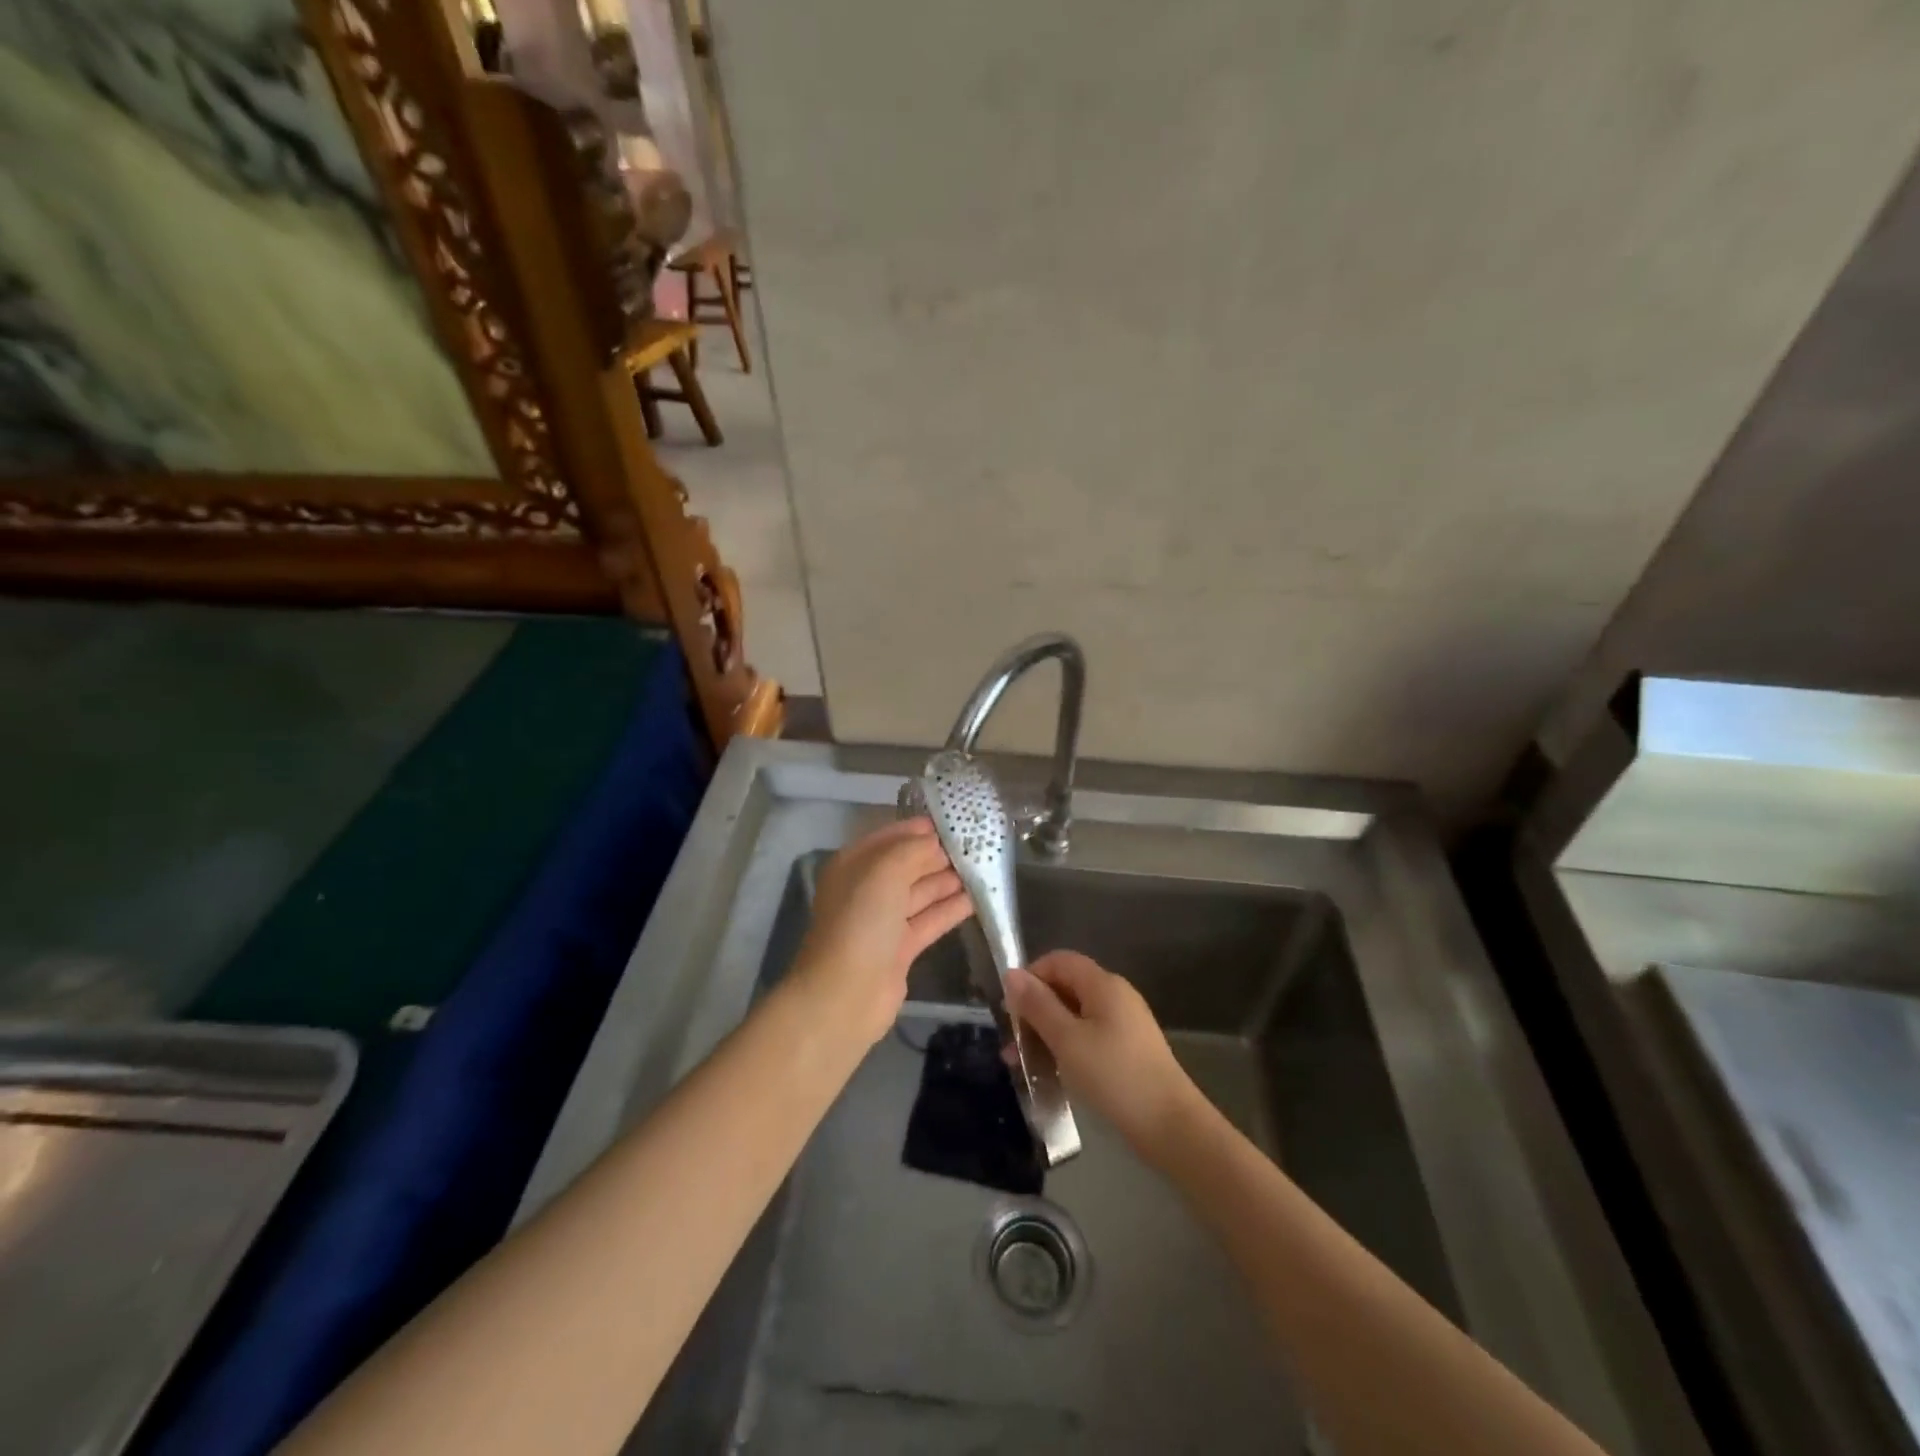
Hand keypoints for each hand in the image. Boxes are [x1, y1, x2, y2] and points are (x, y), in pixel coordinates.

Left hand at [793, 818, 972, 1043]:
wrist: (845, 995)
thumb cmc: (861, 923)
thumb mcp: (885, 873)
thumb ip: (912, 850)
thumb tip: (935, 841)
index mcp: (854, 866)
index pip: (889, 838)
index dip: (918, 828)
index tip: (954, 820)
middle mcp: (867, 890)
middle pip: (907, 865)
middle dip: (938, 854)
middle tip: (977, 844)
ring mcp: (883, 921)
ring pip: (921, 892)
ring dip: (949, 880)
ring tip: (984, 867)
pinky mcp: (900, 949)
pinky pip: (929, 920)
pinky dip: (951, 909)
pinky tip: (978, 899)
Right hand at [1006, 952, 1205, 1164]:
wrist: (1170, 1127)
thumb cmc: (1114, 1076)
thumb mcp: (1067, 1040)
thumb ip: (1038, 1005)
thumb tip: (1011, 974)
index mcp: (1103, 984)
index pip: (1059, 960)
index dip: (1031, 976)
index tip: (1010, 1008)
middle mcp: (1116, 996)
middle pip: (1067, 987)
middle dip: (1035, 1010)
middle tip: (1012, 1043)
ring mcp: (1125, 1024)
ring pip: (1076, 1016)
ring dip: (1047, 1033)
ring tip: (1023, 1065)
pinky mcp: (1129, 1050)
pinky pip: (1089, 1036)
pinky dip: (1067, 1048)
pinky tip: (1053, 1074)